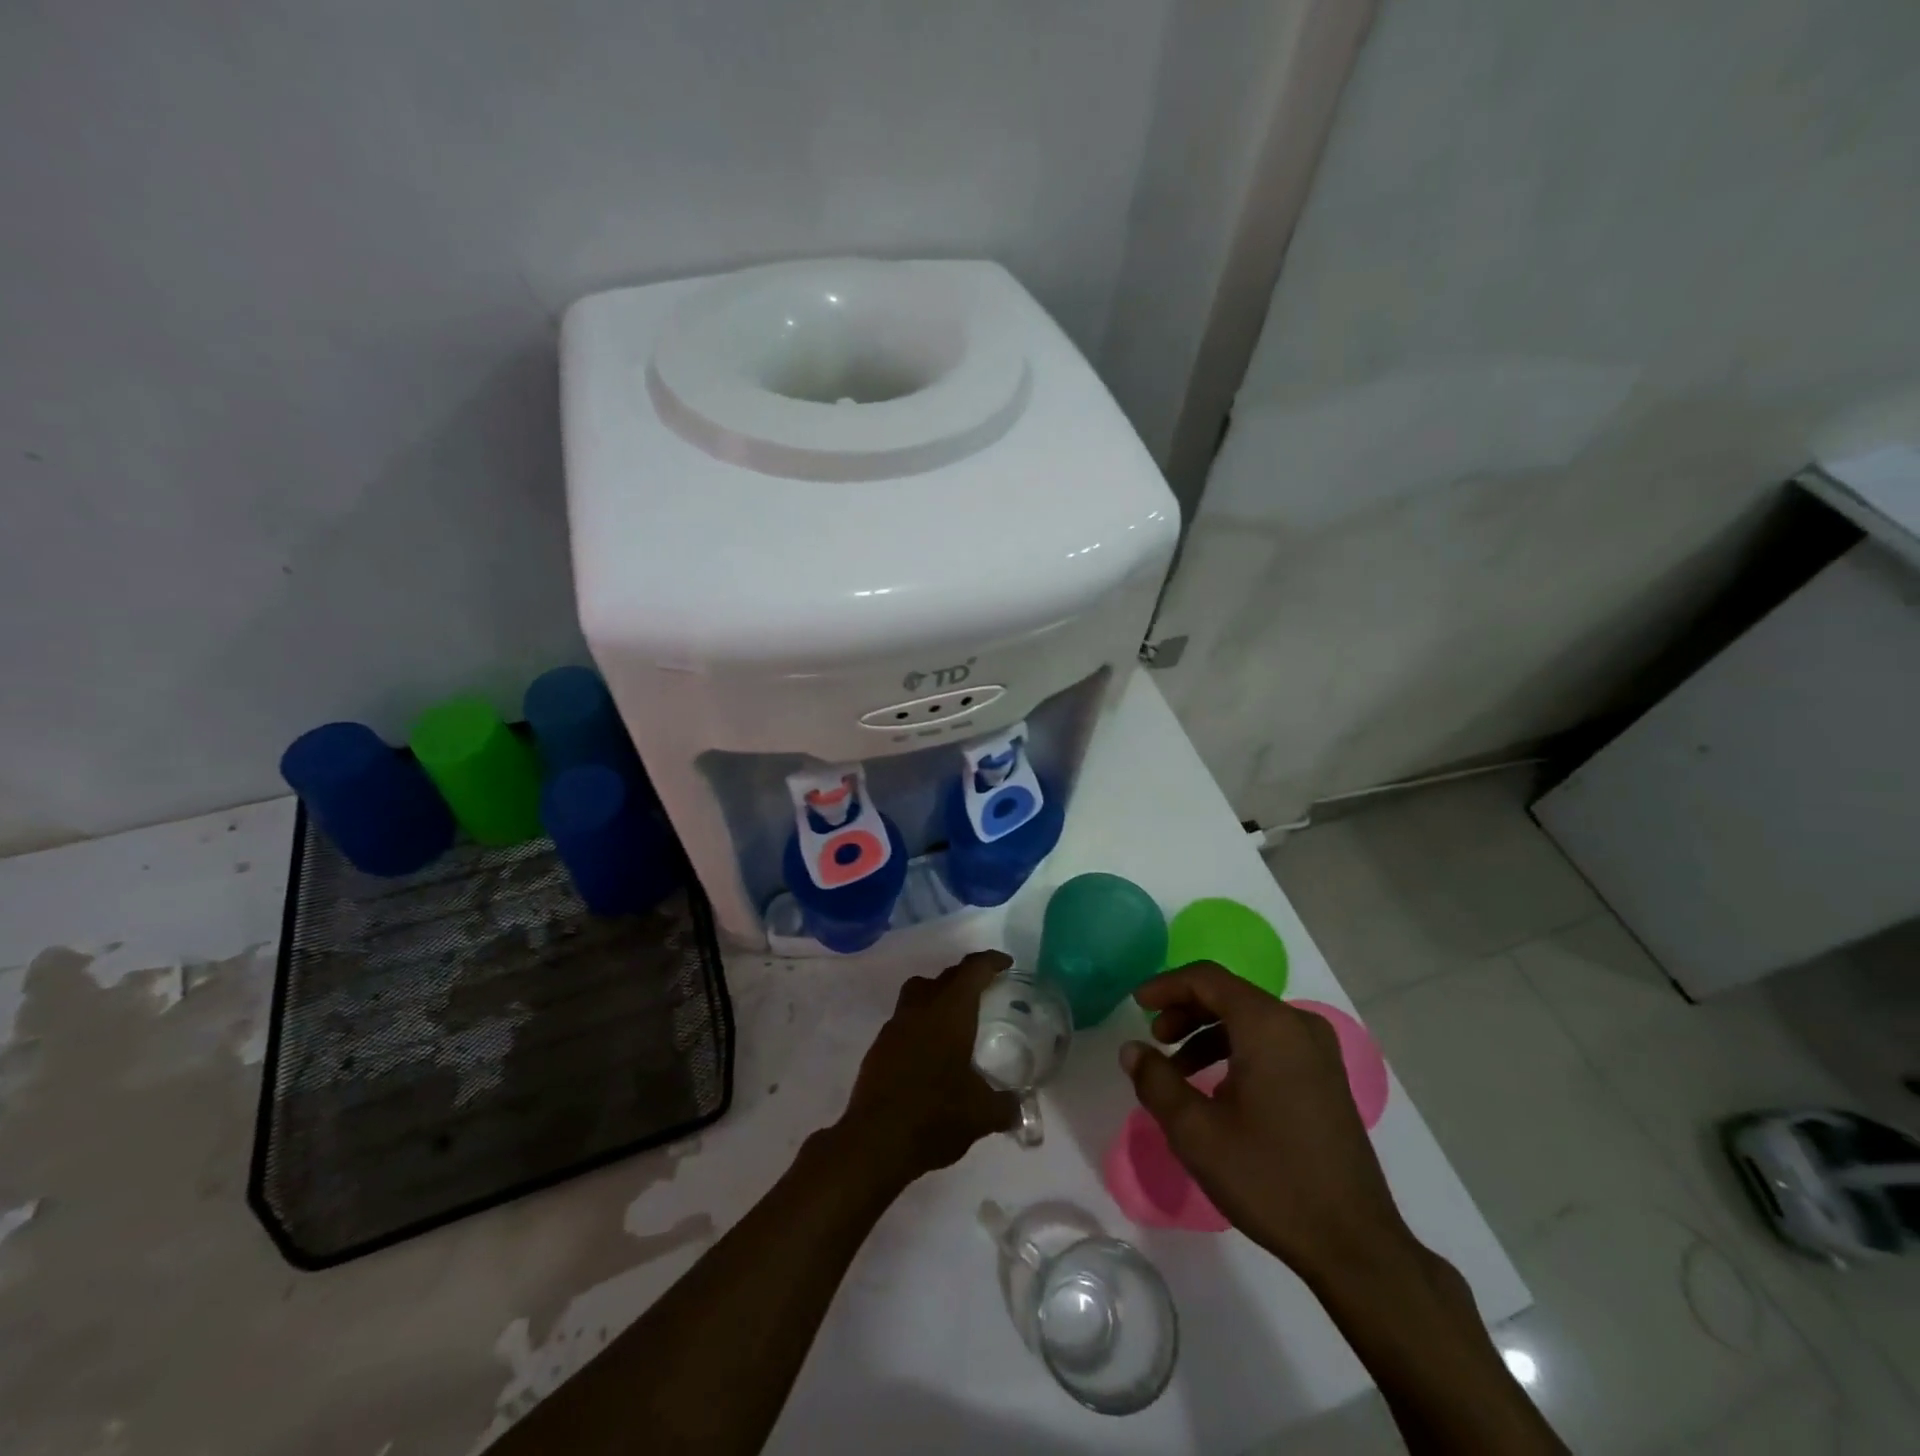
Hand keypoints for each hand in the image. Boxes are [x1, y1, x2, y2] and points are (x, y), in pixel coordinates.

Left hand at [837, 951, 1018, 1185]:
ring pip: (918, 992)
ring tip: (956, 1019)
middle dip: (966, 977)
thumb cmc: (935, 1116)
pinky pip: (904, 1020)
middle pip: (944, 977)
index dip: (991, 962)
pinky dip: (921, 1023)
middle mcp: (920, 1009)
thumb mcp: (982, 1114)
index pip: (972, 970)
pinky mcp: (879, 1048)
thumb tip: (1020, 1106)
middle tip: (986, 991)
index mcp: (949, 1012)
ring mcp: (895, 1026)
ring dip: (938, 995)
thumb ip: (1005, 1106)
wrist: (875, 1143)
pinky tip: (931, 1052)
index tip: (1006, 964)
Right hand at [1120, 962, 1415, 1285]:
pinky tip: (1217, 1089)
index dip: (1166, 985)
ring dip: (1207, 1033)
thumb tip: (1132, 1049)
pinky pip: (1270, 1042)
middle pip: (1229, 995)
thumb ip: (1156, 1080)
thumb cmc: (1269, 1178)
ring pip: (1249, 1019)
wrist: (1354, 1244)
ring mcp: (1318, 1051)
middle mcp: (1297, 1025)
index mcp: (1268, 1025)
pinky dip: (1235, 1050)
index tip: (1135, 1004)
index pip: (1207, 979)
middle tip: (1154, 1039)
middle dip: (1185, 1010)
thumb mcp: (1195, 1131)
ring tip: (1178, 1069)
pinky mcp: (1326, 1078)